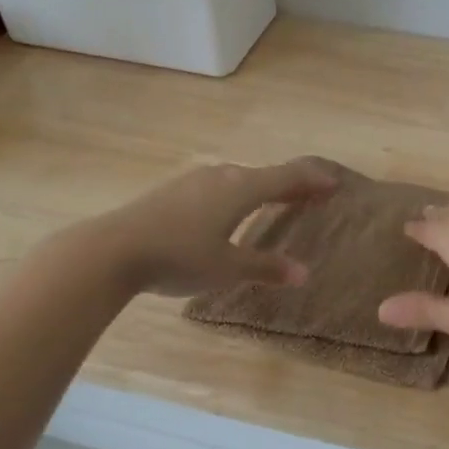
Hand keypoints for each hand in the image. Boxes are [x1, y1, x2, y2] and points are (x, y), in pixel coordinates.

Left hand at [91, 157, 337, 296]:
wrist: (113, 249)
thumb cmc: (180, 256)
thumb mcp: (228, 268)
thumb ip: (266, 267)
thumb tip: (303, 273)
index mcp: (242, 188)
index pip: (289, 176)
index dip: (314, 179)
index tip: (335, 182)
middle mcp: (223, 176)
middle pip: (266, 175)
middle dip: (292, 185)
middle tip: (311, 196)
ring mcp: (195, 181)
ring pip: (241, 180)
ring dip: (263, 189)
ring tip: (276, 202)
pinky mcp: (174, 191)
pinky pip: (220, 187)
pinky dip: (239, 194)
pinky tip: (231, 211)